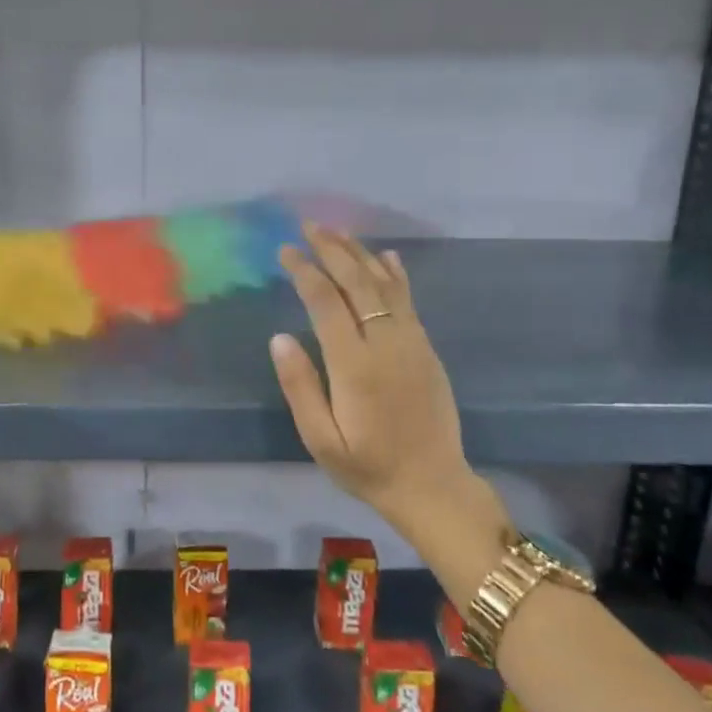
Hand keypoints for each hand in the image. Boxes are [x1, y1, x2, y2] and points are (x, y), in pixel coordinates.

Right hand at [270, 223, 507, 544]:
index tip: (286, 251)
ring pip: (385, 285)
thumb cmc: (367, 466)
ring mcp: (411, 343)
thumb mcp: (321, 439)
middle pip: (357, 283)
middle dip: (332, 250)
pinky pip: (409, 300)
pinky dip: (395, 274)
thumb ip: (300, 387)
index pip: (326, 302)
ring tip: (338, 232)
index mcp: (354, 365)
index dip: (305, 271)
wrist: (431, 485)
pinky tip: (386, 256)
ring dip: (360, 254)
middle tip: (310, 226)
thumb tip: (280, 337)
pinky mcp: (426, 349)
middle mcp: (385, 344)